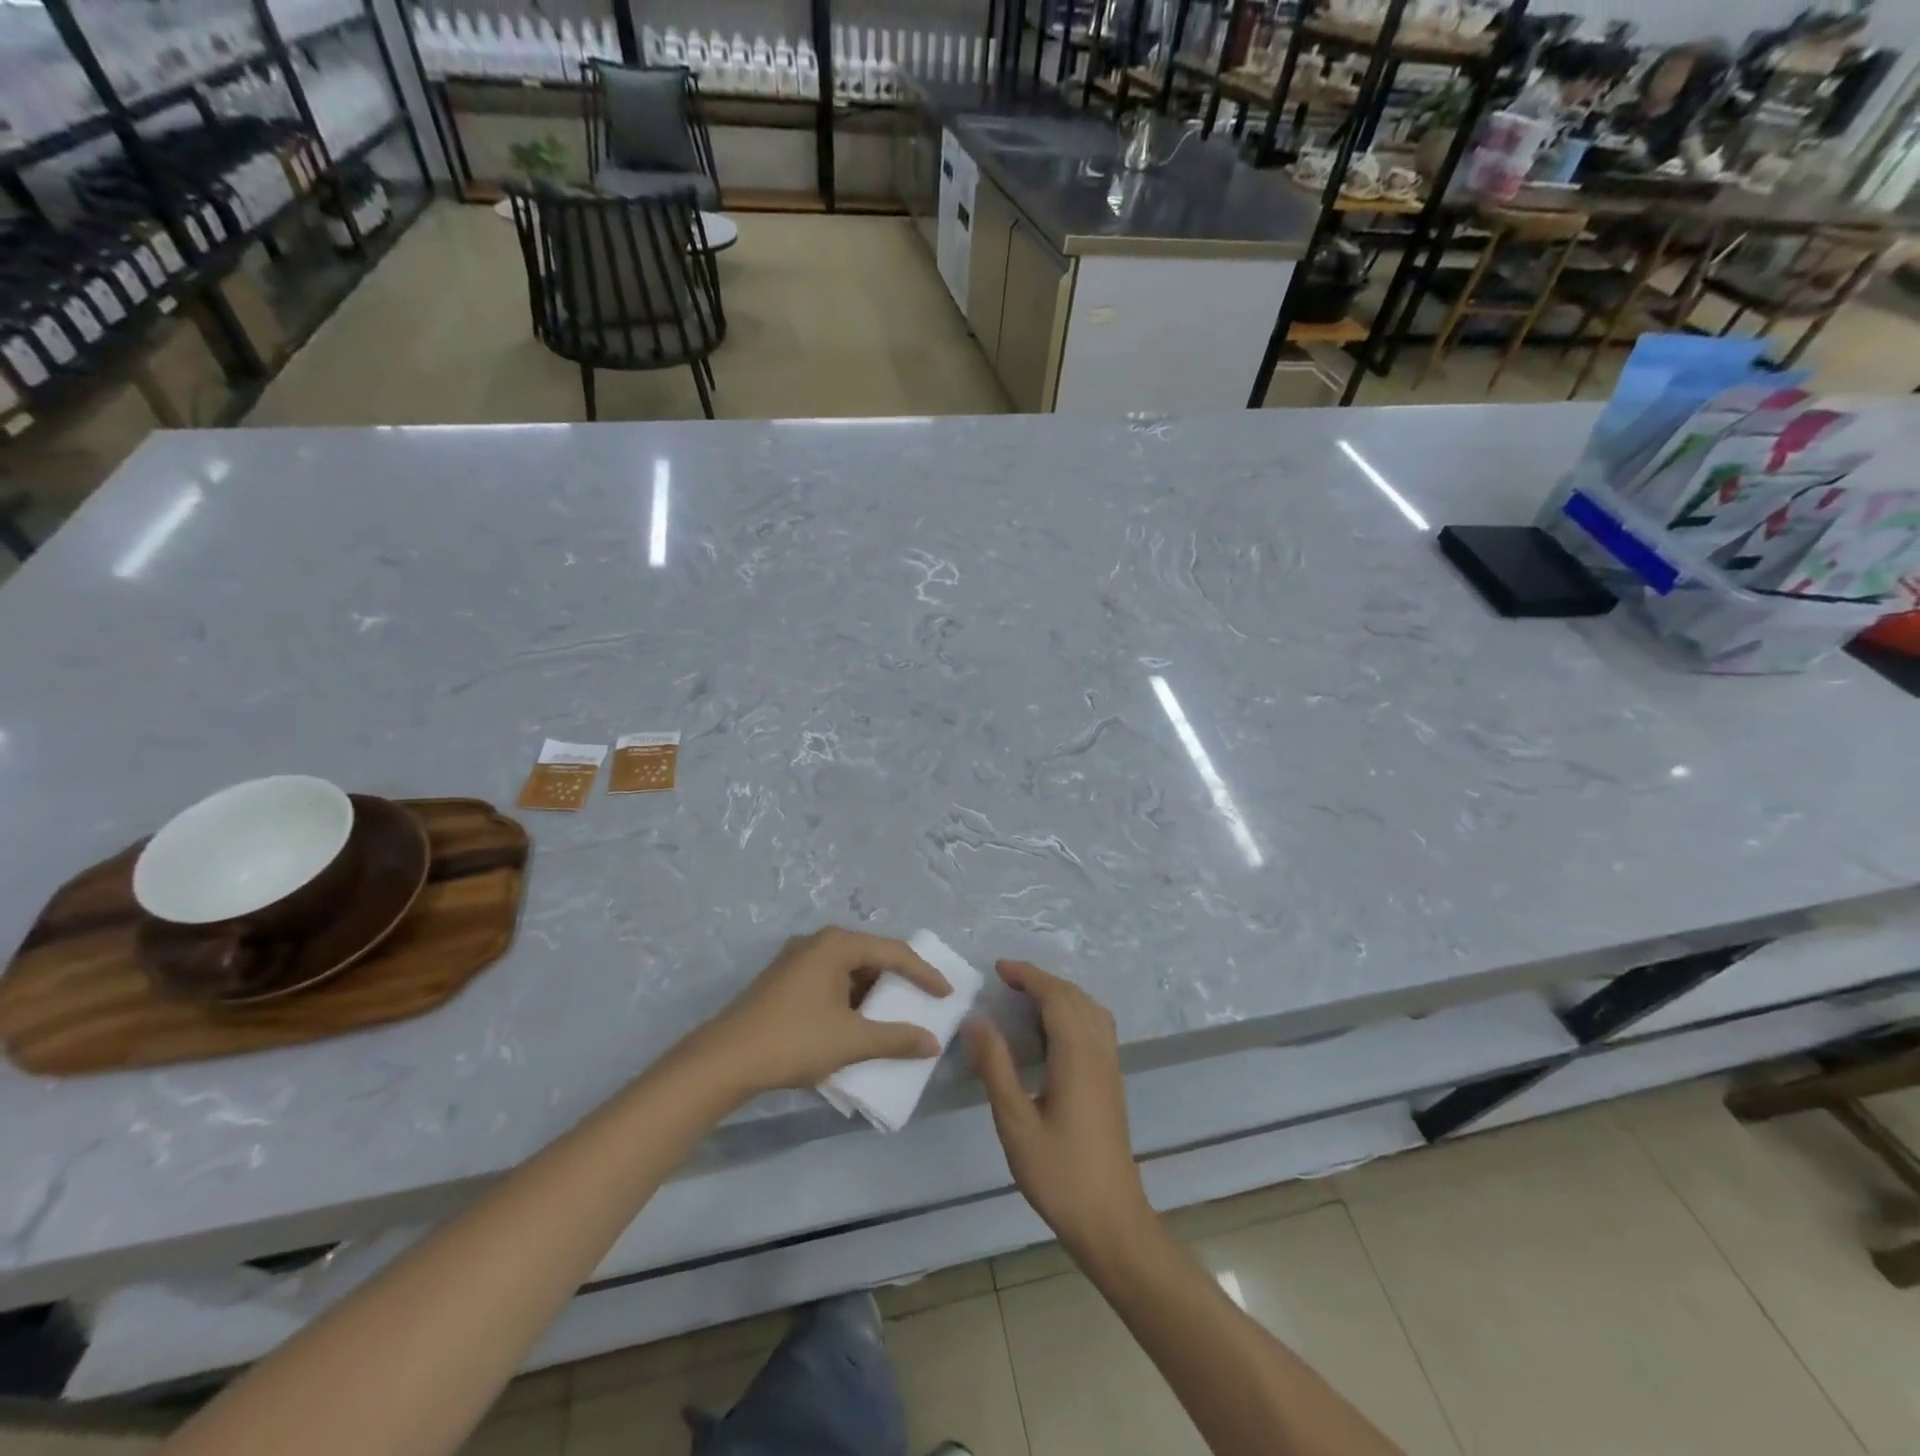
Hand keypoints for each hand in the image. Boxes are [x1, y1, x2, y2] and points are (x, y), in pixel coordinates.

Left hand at [693, 927, 950, 1097]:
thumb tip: (932, 1042)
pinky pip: (829, 980)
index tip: (946, 995)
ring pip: (848, 970)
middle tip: (923, 1000)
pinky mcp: (782, 980)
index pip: (893, 952)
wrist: (724, 1061)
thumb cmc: (794, 1040)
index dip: (924, 973)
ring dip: (872, 992)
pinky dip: (850, 998)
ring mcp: (796, 960)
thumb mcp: (852, 1041)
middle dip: (898, 980)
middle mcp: (817, 942)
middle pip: (870, 955)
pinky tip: (857, 1023)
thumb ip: (896, 1039)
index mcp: (836, 944)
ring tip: (894, 1015)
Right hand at [965, 961, 1154, 1263]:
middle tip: (1006, 981)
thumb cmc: (1059, 1173)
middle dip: (1041, 980)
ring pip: (1090, 1010)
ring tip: (1026, 998)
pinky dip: (1073, 1011)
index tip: (999, 968)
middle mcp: (1099, 1052)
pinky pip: (1096, 1026)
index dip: (1029, 976)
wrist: (1111, 1220)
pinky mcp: (1111, 1082)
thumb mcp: (1015, 1122)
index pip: (1056, 997)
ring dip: (1060, 994)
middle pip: (1075, 997)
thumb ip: (996, 1066)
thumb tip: (976, 1020)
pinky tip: (1052, 1031)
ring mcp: (1110, 1067)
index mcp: (1077, 1056)